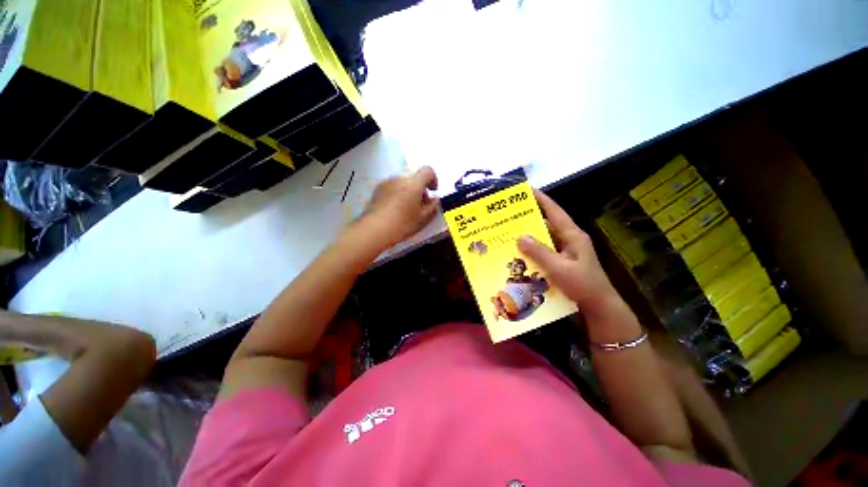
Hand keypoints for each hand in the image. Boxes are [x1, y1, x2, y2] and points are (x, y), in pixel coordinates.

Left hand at [356, 166, 439, 248]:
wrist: (374, 229)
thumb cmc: (402, 224)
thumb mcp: (423, 219)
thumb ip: (433, 206)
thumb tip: (435, 199)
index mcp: (414, 183)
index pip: (428, 171)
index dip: (433, 179)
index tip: (433, 192)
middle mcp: (400, 178)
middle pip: (414, 177)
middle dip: (420, 188)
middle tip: (421, 204)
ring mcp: (387, 182)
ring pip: (403, 182)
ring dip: (408, 190)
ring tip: (407, 208)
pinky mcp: (377, 189)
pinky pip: (392, 187)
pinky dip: (397, 193)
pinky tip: (395, 209)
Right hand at [516, 189, 617, 311]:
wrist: (598, 306)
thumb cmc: (583, 285)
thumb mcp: (559, 268)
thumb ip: (540, 252)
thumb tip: (520, 237)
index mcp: (573, 235)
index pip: (555, 212)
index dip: (541, 199)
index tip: (527, 189)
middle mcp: (569, 239)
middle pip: (547, 223)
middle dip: (529, 218)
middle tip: (510, 214)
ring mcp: (565, 251)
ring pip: (544, 238)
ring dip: (529, 236)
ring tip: (509, 232)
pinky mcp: (562, 261)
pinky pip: (544, 250)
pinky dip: (532, 250)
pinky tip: (519, 253)